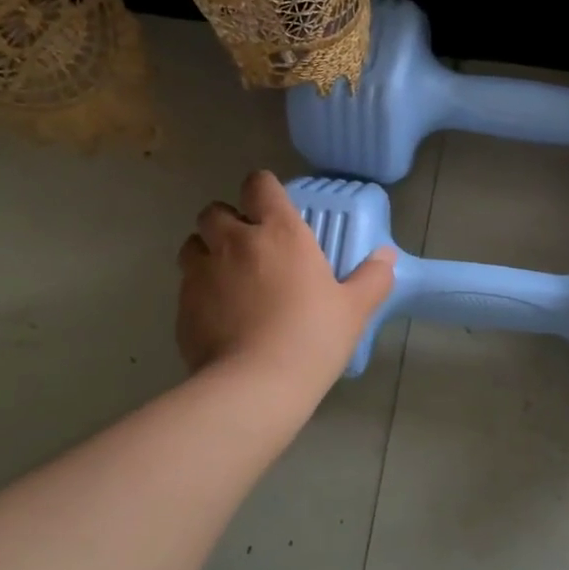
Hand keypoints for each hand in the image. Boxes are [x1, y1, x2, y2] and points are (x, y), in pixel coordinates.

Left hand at [177, 171, 394, 386]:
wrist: (255, 385)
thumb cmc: (312, 338)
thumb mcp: (354, 310)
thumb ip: (373, 278)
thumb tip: (386, 257)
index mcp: (279, 233)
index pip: (259, 184)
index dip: (263, 189)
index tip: (273, 207)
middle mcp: (234, 242)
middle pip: (214, 210)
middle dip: (228, 220)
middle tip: (249, 245)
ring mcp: (201, 272)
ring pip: (193, 244)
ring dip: (207, 251)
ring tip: (227, 277)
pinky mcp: (182, 304)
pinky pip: (186, 284)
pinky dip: (200, 290)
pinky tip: (220, 315)